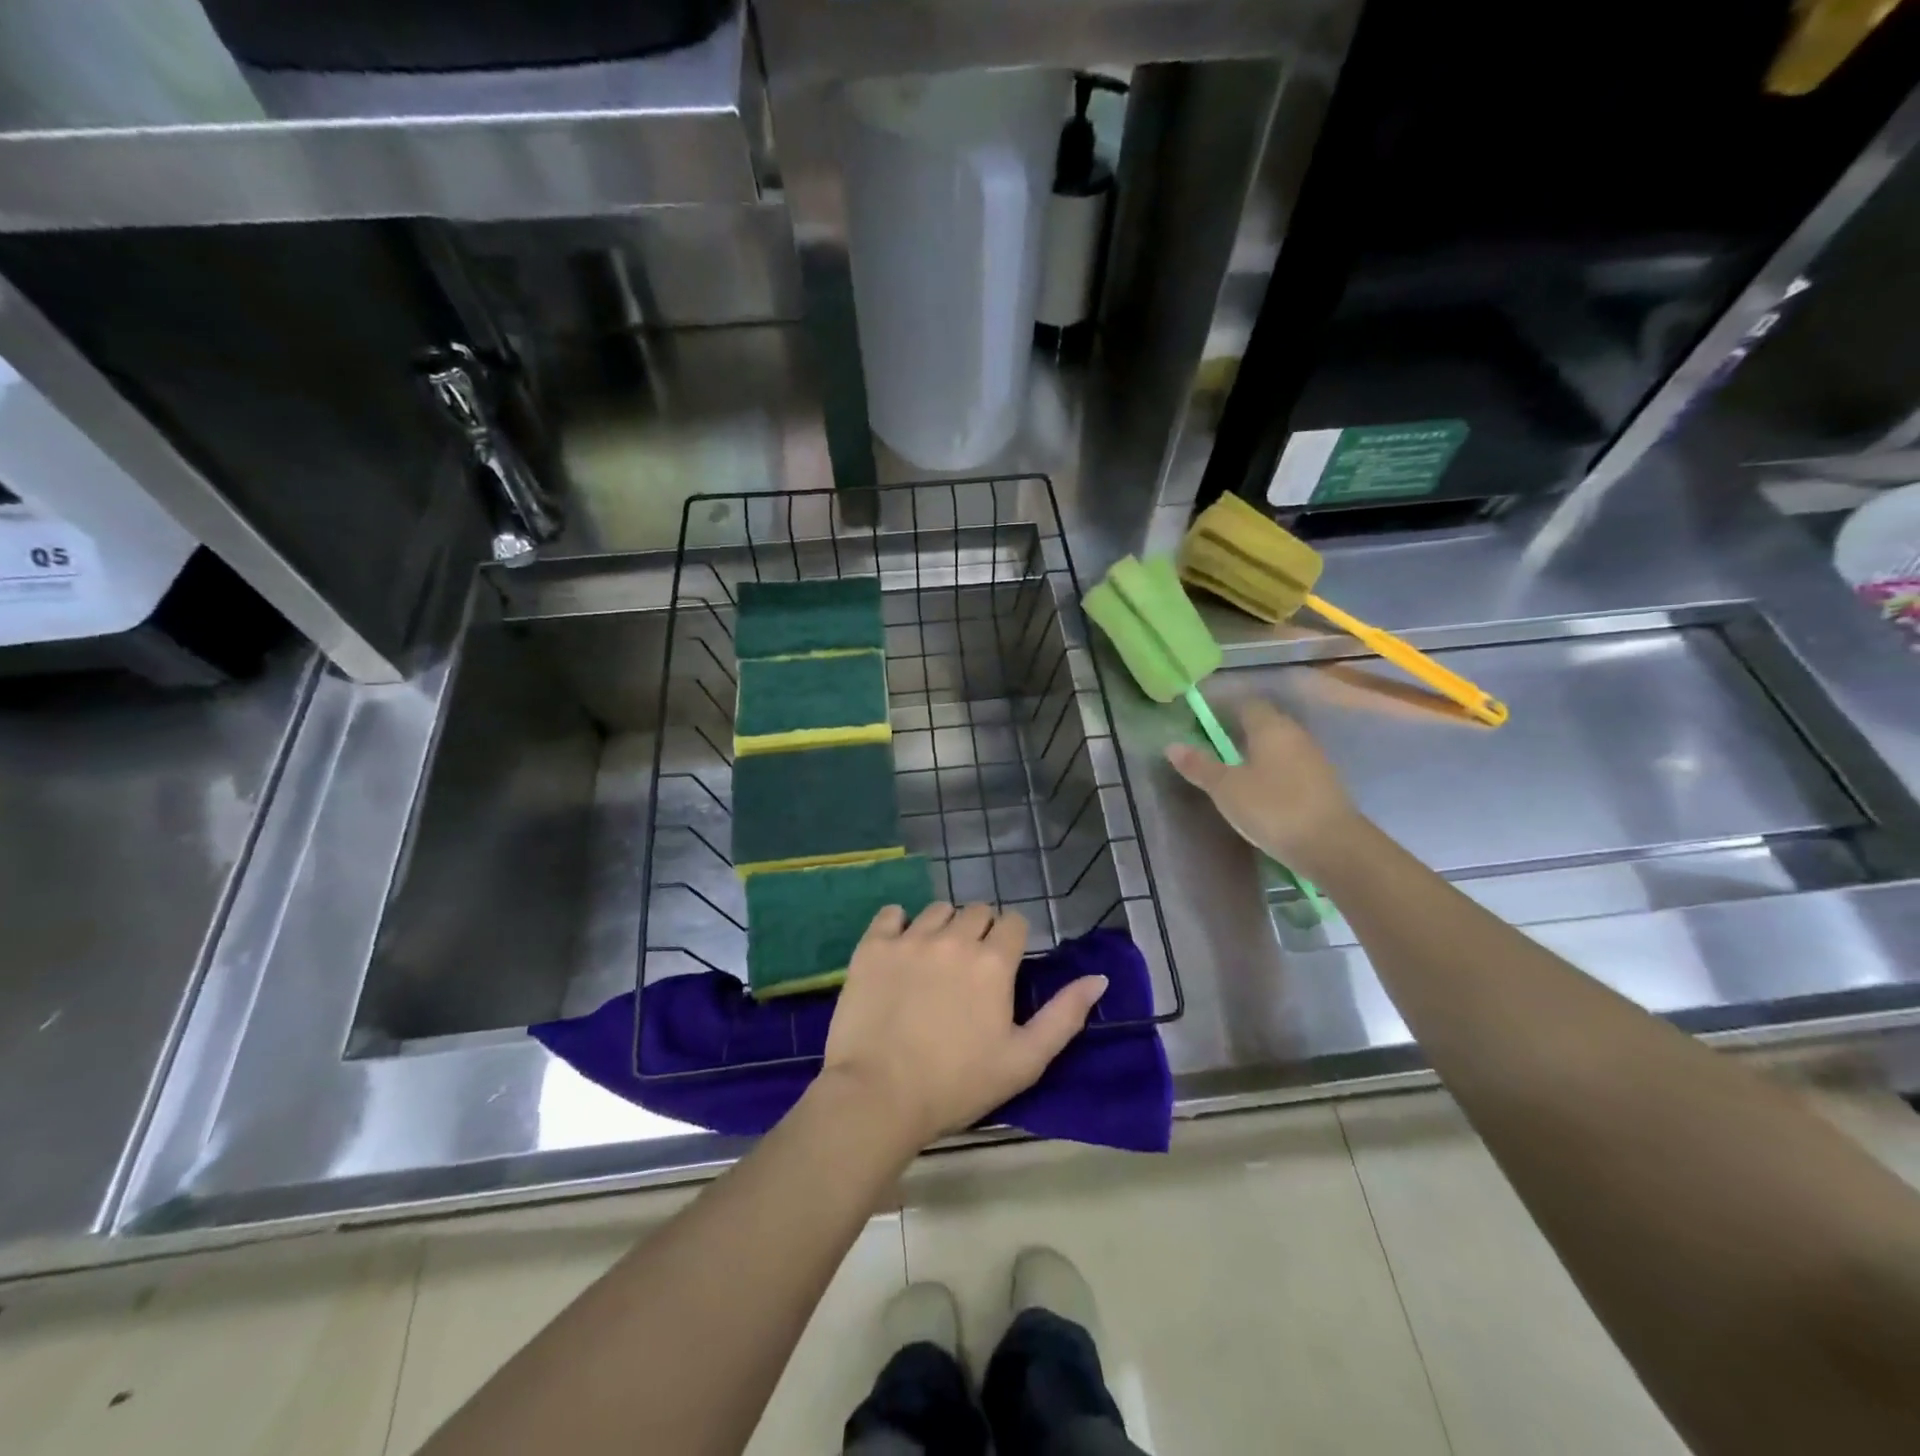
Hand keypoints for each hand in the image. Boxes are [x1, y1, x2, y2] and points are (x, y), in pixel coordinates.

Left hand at [821, 902, 1107, 1147]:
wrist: (878, 1096)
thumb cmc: (957, 1085)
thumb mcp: (1024, 1060)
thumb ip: (1065, 1016)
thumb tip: (1098, 979)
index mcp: (994, 962)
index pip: (1013, 923)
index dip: (1012, 943)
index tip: (1002, 970)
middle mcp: (954, 938)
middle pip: (977, 911)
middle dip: (980, 933)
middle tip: (969, 970)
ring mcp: (910, 938)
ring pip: (938, 910)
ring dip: (943, 928)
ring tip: (935, 962)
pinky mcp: (873, 945)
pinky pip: (892, 913)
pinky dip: (899, 925)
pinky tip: (899, 951)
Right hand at [1165, 700, 1359, 870]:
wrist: (1334, 846)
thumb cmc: (1274, 808)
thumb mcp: (1226, 789)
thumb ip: (1200, 766)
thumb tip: (1171, 746)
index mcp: (1270, 727)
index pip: (1245, 703)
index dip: (1223, 707)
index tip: (1202, 719)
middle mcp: (1295, 735)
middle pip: (1264, 722)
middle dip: (1239, 729)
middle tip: (1212, 743)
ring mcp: (1313, 759)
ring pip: (1279, 745)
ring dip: (1257, 751)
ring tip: (1233, 767)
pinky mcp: (1323, 783)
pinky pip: (1290, 765)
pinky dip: (1272, 770)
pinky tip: (1260, 788)